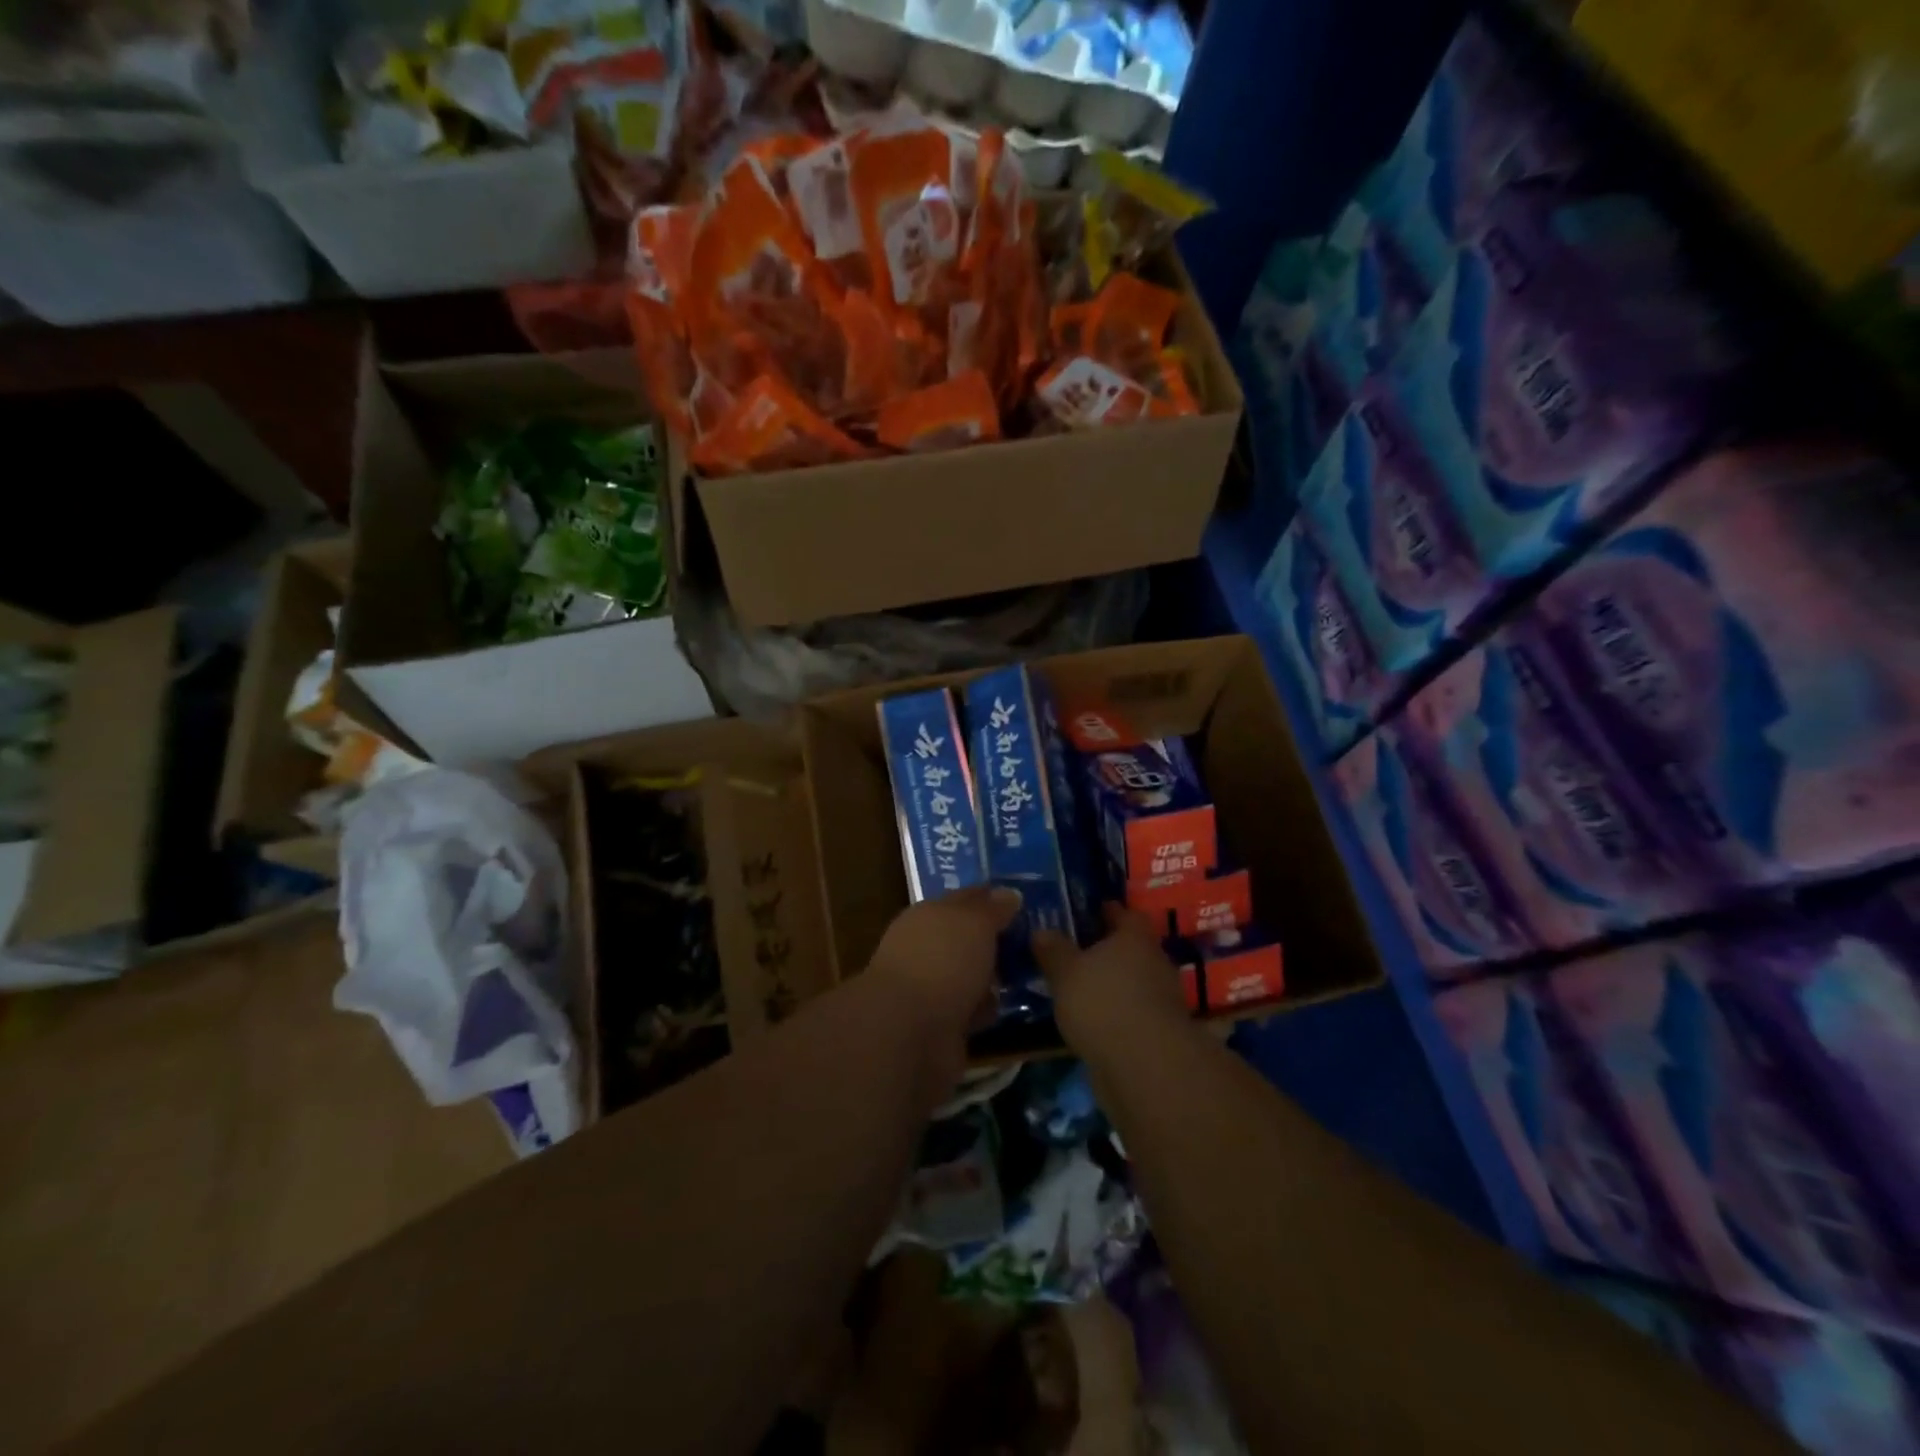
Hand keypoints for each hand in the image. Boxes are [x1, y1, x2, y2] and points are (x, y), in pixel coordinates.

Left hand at [865, 885, 1022, 1064]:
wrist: (909, 1033)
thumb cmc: (942, 962)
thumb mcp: (974, 923)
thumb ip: (992, 908)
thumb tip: (1009, 893)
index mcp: (928, 915)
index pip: (965, 899)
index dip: (993, 898)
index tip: (1025, 901)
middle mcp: (926, 948)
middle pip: (968, 938)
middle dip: (996, 939)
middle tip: (1037, 940)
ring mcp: (931, 988)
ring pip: (970, 974)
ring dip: (993, 976)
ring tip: (1032, 974)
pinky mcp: (939, 1025)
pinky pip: (970, 1009)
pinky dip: (986, 1009)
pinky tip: (1012, 1008)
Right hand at [1033, 905, 1188, 1058]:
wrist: (1145, 1066)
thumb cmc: (1103, 1002)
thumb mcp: (1065, 971)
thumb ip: (1053, 950)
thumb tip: (1041, 931)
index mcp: (1135, 938)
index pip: (1126, 914)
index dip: (1110, 912)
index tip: (1091, 911)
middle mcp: (1154, 962)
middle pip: (1133, 948)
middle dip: (1109, 949)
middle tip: (1079, 950)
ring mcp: (1162, 1000)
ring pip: (1134, 981)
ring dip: (1114, 984)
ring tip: (1083, 988)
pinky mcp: (1160, 1033)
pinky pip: (1134, 1012)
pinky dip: (1117, 1013)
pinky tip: (1094, 1020)